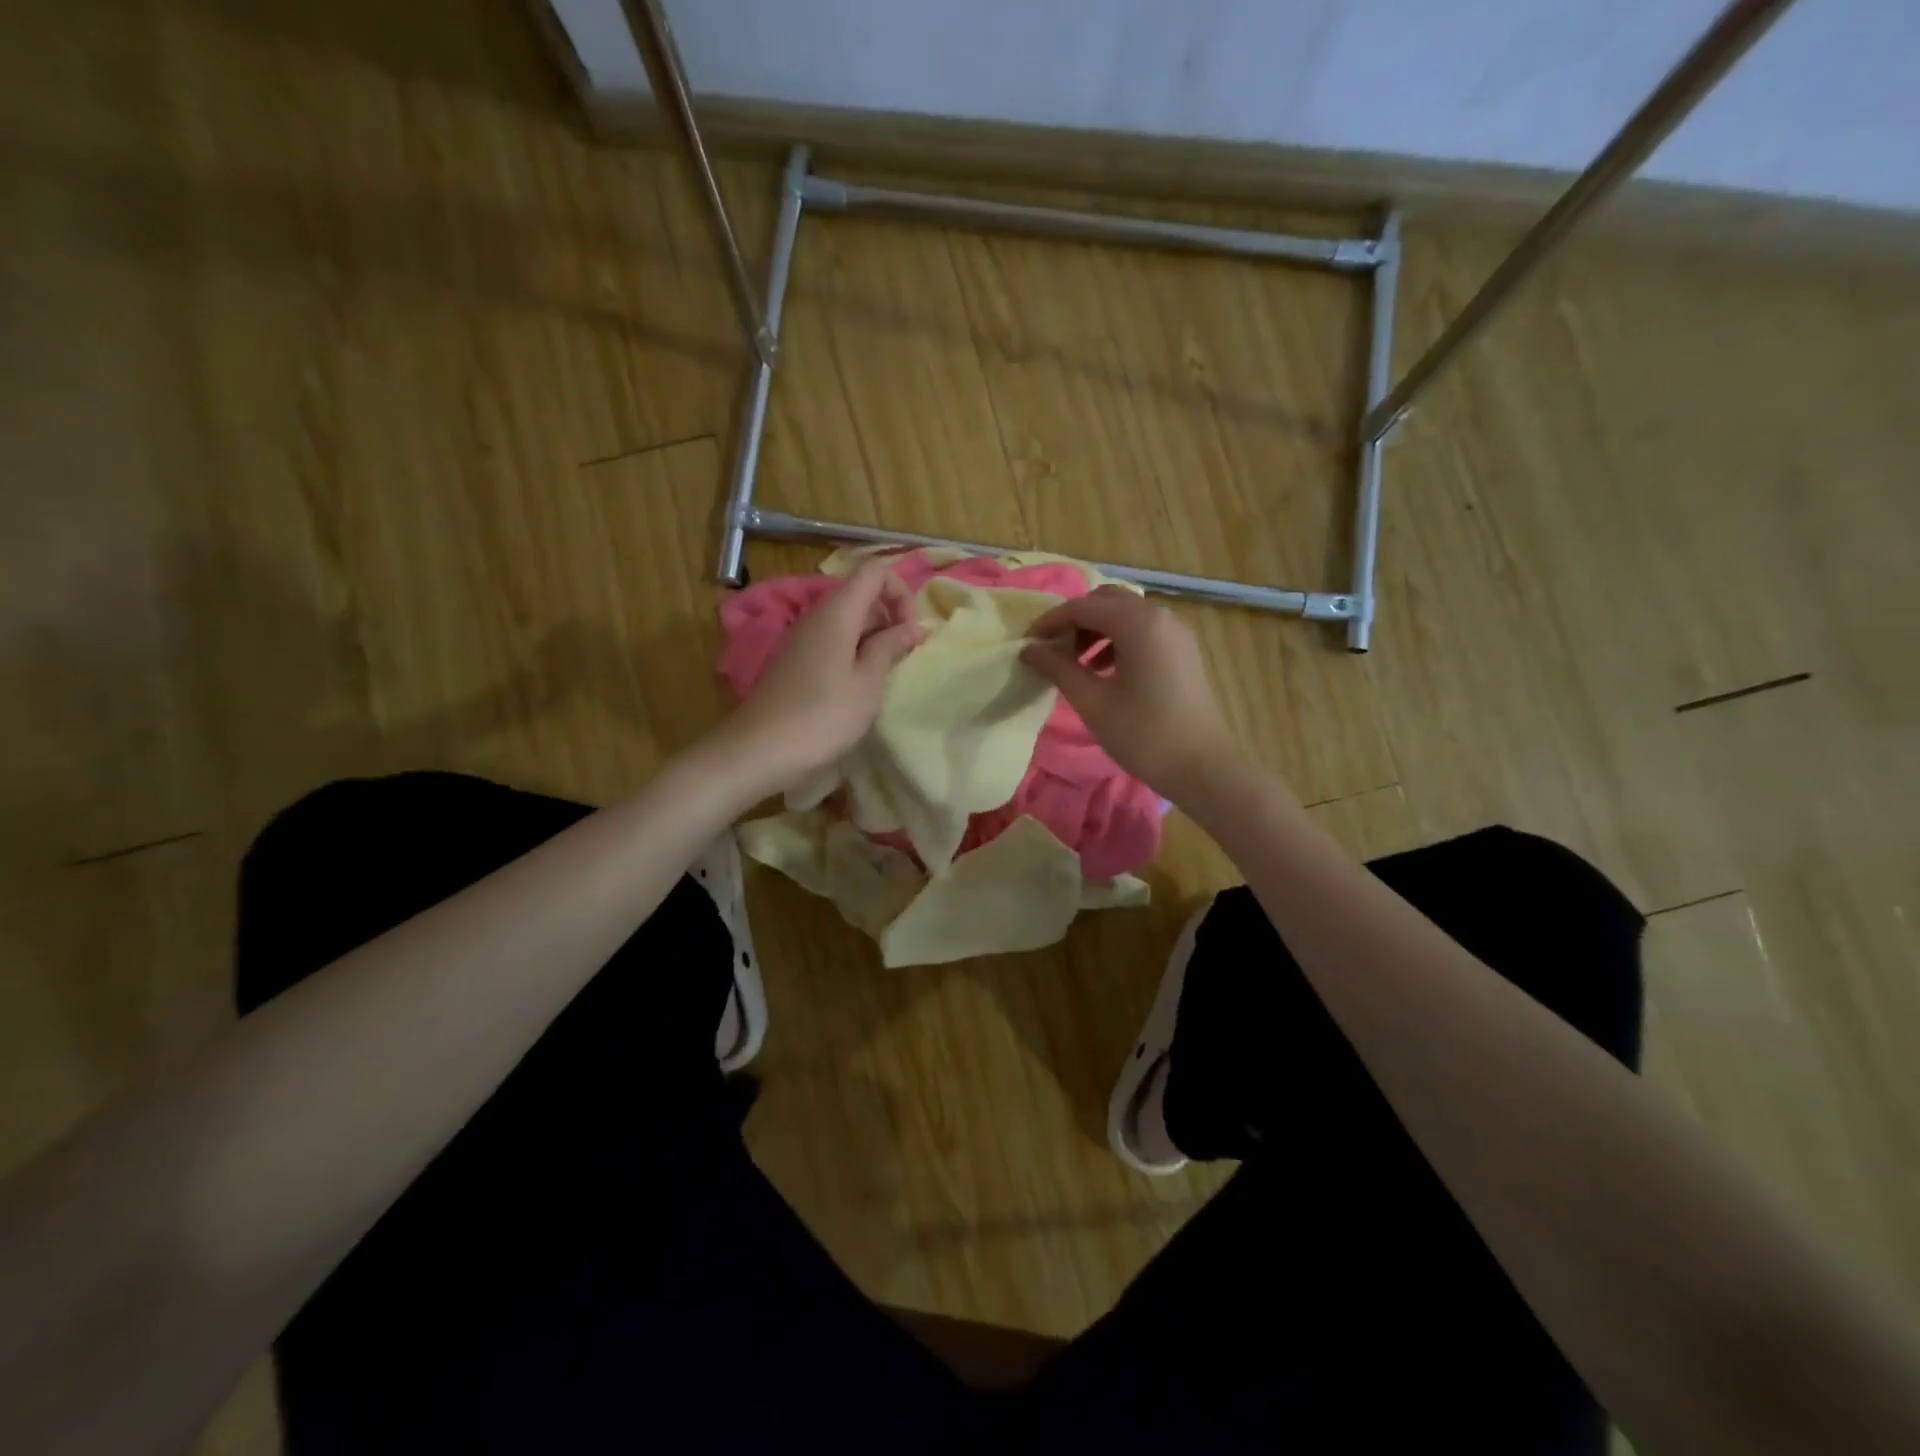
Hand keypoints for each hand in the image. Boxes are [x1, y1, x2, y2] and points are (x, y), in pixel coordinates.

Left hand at [718, 557, 921, 793]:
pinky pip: (832, 643)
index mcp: (837, 611)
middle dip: (890, 617)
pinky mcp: (795, 663)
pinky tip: (859, 688)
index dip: (900, 592)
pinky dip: (854, 654)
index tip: (910, 631)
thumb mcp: (868, 683)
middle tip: (904, 658)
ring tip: (885, 676)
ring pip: (848, 621)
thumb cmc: (823, 715)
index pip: (874, 571)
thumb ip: (890, 648)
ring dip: (874, 639)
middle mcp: (817, 616)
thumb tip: (913, 626)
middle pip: (861, 595)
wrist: (760, 750)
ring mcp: (803, 640)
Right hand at [1020, 586, 1243, 803]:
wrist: (1202, 766)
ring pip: (1125, 613)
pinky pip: (1143, 630)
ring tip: (1074, 662)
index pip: (1082, 607)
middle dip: (1074, 619)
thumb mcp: (1092, 701)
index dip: (1050, 622)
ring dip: (1095, 629)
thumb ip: (1058, 669)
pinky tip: (1103, 670)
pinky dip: (1117, 639)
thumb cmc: (1143, 734)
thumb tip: (1028, 650)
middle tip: (1051, 649)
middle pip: (1106, 601)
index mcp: (1138, 623)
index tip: (1026, 644)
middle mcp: (1159, 616)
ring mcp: (1175, 631)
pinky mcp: (1182, 650)